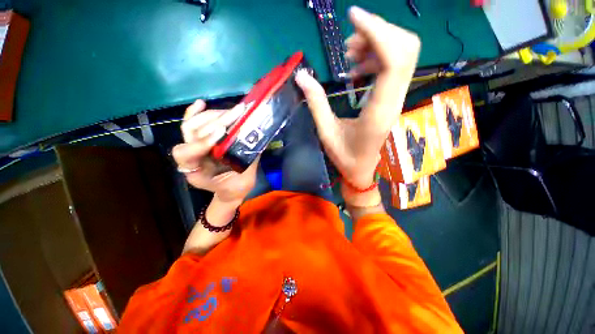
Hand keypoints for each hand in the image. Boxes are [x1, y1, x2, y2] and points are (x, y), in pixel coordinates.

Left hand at [172, 100, 258, 204]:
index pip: (187, 153)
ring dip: (212, 115)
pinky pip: (192, 125)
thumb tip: (256, 137)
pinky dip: (195, 113)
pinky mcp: (200, 142)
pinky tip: (202, 103)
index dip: (203, 141)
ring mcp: (194, 148)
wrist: (229, 190)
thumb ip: (248, 159)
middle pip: (193, 134)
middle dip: (217, 121)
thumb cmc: (235, 189)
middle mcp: (191, 157)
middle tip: (237, 113)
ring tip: (232, 111)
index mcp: (196, 172)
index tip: (223, 132)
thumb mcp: (243, 180)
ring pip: (192, 126)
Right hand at [295, 6, 419, 188]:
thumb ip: (316, 103)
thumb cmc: (345, 157)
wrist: (363, 170)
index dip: (377, 31)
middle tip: (349, 43)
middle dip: (378, 33)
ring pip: (403, 54)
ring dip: (377, 43)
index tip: (353, 15)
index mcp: (378, 111)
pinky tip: (359, 67)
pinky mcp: (393, 98)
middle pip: (405, 49)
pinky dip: (377, 56)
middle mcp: (394, 101)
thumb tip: (301, 76)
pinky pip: (394, 66)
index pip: (393, 60)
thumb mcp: (326, 132)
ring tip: (350, 54)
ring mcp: (397, 99)